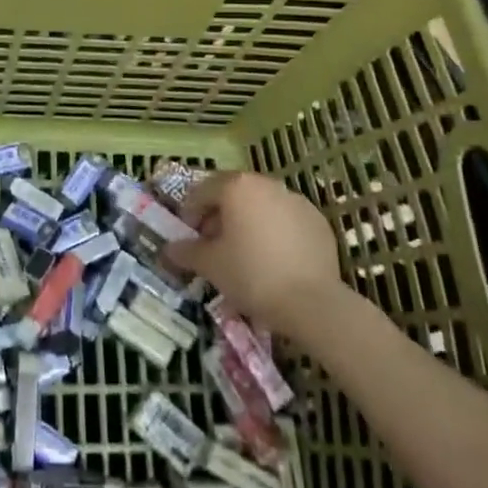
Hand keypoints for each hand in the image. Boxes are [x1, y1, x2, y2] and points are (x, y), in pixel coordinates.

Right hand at [164, 171, 347, 339]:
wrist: (312, 303)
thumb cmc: (251, 274)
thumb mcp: (210, 265)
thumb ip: (187, 252)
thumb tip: (169, 249)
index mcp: (237, 187)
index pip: (202, 191)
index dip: (190, 213)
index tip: (189, 238)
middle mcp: (267, 184)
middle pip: (233, 194)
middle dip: (220, 216)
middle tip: (214, 245)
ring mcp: (296, 200)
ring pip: (262, 206)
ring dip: (248, 222)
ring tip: (244, 254)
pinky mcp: (318, 221)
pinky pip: (286, 221)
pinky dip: (275, 233)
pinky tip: (274, 260)